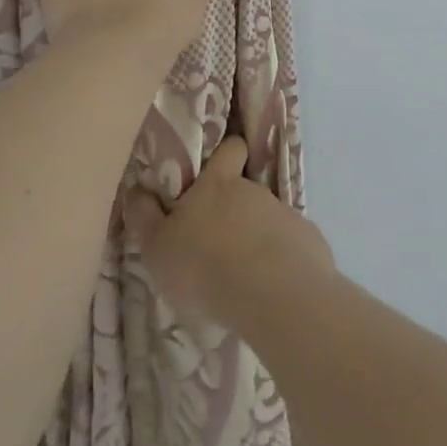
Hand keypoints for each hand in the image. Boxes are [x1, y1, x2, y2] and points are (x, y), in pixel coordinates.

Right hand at [122, 136, 334, 329]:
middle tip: (218, 243)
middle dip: (235, 211)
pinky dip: (282, 263)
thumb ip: (145, 217)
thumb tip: (136, 190)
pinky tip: (271, 290)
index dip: (227, 153)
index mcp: (218, 185)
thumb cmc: (204, 266)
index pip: (229, 149)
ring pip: (269, 220)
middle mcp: (255, 191)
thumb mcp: (157, 246)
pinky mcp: (310, 244)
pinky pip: (292, 248)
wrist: (273, 296)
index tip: (220, 166)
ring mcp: (286, 215)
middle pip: (246, 190)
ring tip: (243, 276)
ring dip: (257, 239)